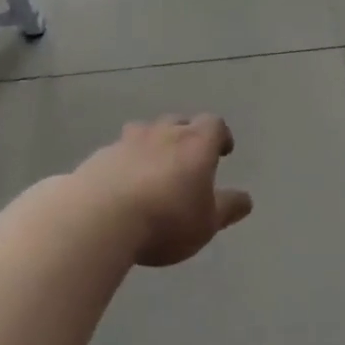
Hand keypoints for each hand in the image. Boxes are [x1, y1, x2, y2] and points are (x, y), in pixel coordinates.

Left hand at [69, 115, 253, 267]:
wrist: (99, 217)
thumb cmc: (165, 219)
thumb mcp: (206, 223)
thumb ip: (227, 208)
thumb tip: (246, 199)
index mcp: (195, 143)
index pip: (213, 124)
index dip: (220, 135)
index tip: (222, 150)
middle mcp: (162, 133)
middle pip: (178, 122)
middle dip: (185, 135)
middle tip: (187, 159)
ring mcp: (126, 142)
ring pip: (144, 132)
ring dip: (152, 144)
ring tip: (152, 168)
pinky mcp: (99, 157)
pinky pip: (118, 152)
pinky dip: (124, 162)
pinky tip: (121, 185)